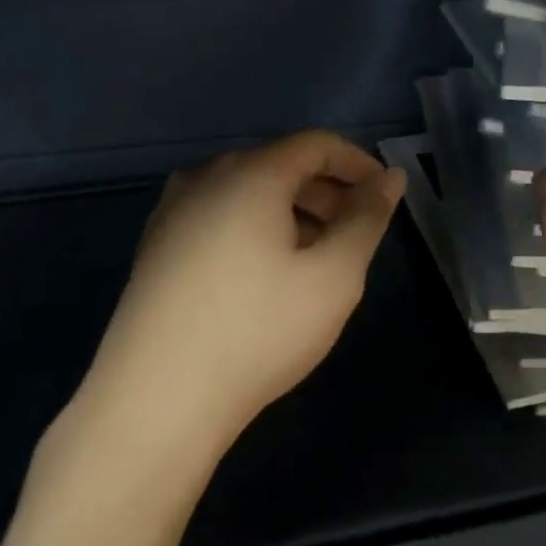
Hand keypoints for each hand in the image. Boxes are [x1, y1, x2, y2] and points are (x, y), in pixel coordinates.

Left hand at [64, 131, 404, 467]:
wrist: (155, 400)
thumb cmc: (257, 331)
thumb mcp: (333, 276)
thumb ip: (367, 219)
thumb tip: (389, 177)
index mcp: (250, 174)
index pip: (315, 144)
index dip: (357, 163)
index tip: (385, 194)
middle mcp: (205, 178)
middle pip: (279, 165)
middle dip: (327, 191)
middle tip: (357, 232)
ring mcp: (173, 212)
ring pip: (248, 193)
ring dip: (292, 212)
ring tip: (318, 257)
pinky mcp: (156, 247)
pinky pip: (219, 217)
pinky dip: (255, 229)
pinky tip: (267, 275)